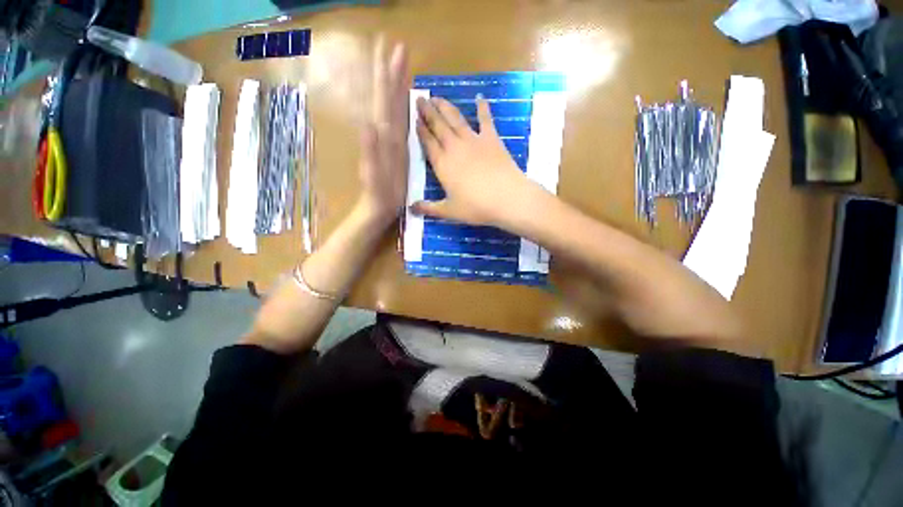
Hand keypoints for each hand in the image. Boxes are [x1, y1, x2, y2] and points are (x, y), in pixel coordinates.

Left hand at [357, 36, 409, 226]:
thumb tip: (368, 123)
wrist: (378, 206)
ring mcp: (392, 139)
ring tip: (402, 63)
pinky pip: (401, 122)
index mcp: (383, 135)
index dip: (387, 75)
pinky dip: (403, 107)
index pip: (385, 100)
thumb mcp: (373, 174)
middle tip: (396, 45)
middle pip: (389, 97)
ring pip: (395, 106)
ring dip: (397, 84)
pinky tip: (407, 99)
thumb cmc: (377, 193)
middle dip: (391, 71)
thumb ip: (369, 151)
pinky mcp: (398, 148)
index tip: (391, 48)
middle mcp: (386, 132)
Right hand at [413, 96, 543, 226]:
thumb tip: (410, 209)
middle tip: (421, 99)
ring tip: (437, 97)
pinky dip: (482, 107)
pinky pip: (485, 119)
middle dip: (428, 112)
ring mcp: (473, 140)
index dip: (421, 130)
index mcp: (442, 164)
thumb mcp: (449, 211)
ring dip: (445, 107)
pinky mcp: (492, 138)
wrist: (506, 198)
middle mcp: (454, 147)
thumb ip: (429, 208)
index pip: (428, 143)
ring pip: (455, 119)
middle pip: (438, 126)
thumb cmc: (476, 207)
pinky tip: (479, 97)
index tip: (415, 118)